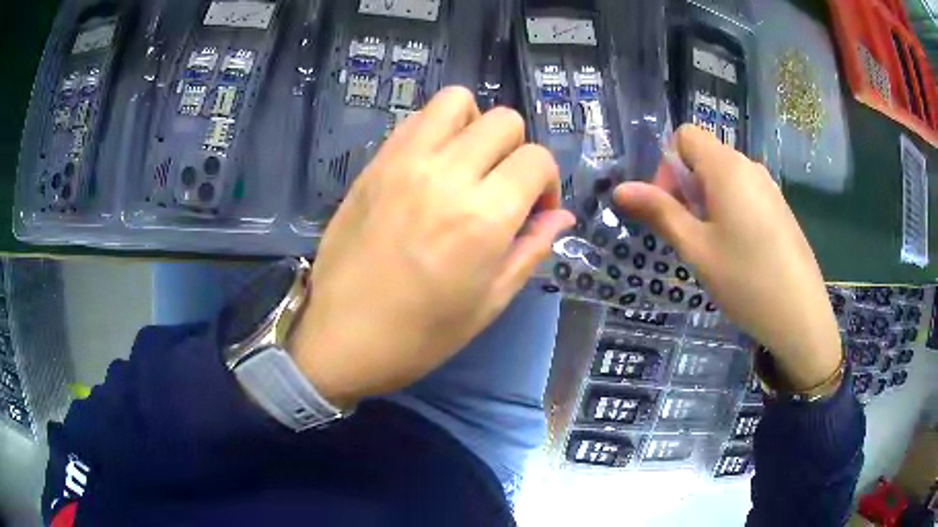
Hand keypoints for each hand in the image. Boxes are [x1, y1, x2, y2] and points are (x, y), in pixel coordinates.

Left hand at [290, 87, 574, 407]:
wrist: (342, 336)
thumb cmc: (421, 334)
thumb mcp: (490, 302)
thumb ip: (532, 248)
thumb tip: (561, 216)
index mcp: (483, 216)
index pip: (537, 159)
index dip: (548, 183)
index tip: (534, 211)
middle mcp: (447, 174)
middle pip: (503, 120)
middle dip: (517, 150)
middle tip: (502, 187)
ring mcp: (404, 161)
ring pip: (456, 101)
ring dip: (474, 125)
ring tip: (467, 164)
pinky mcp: (374, 163)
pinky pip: (416, 119)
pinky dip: (436, 130)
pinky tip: (432, 166)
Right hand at [614, 125, 840, 390]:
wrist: (801, 315)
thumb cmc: (745, 280)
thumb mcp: (696, 248)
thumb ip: (659, 213)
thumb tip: (620, 189)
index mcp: (727, 167)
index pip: (685, 136)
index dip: (667, 165)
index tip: (670, 207)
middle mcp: (749, 167)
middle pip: (705, 157)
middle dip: (686, 187)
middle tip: (688, 235)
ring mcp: (769, 187)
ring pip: (725, 178)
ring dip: (706, 202)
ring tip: (711, 248)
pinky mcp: (779, 208)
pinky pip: (745, 194)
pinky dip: (729, 211)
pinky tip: (737, 251)